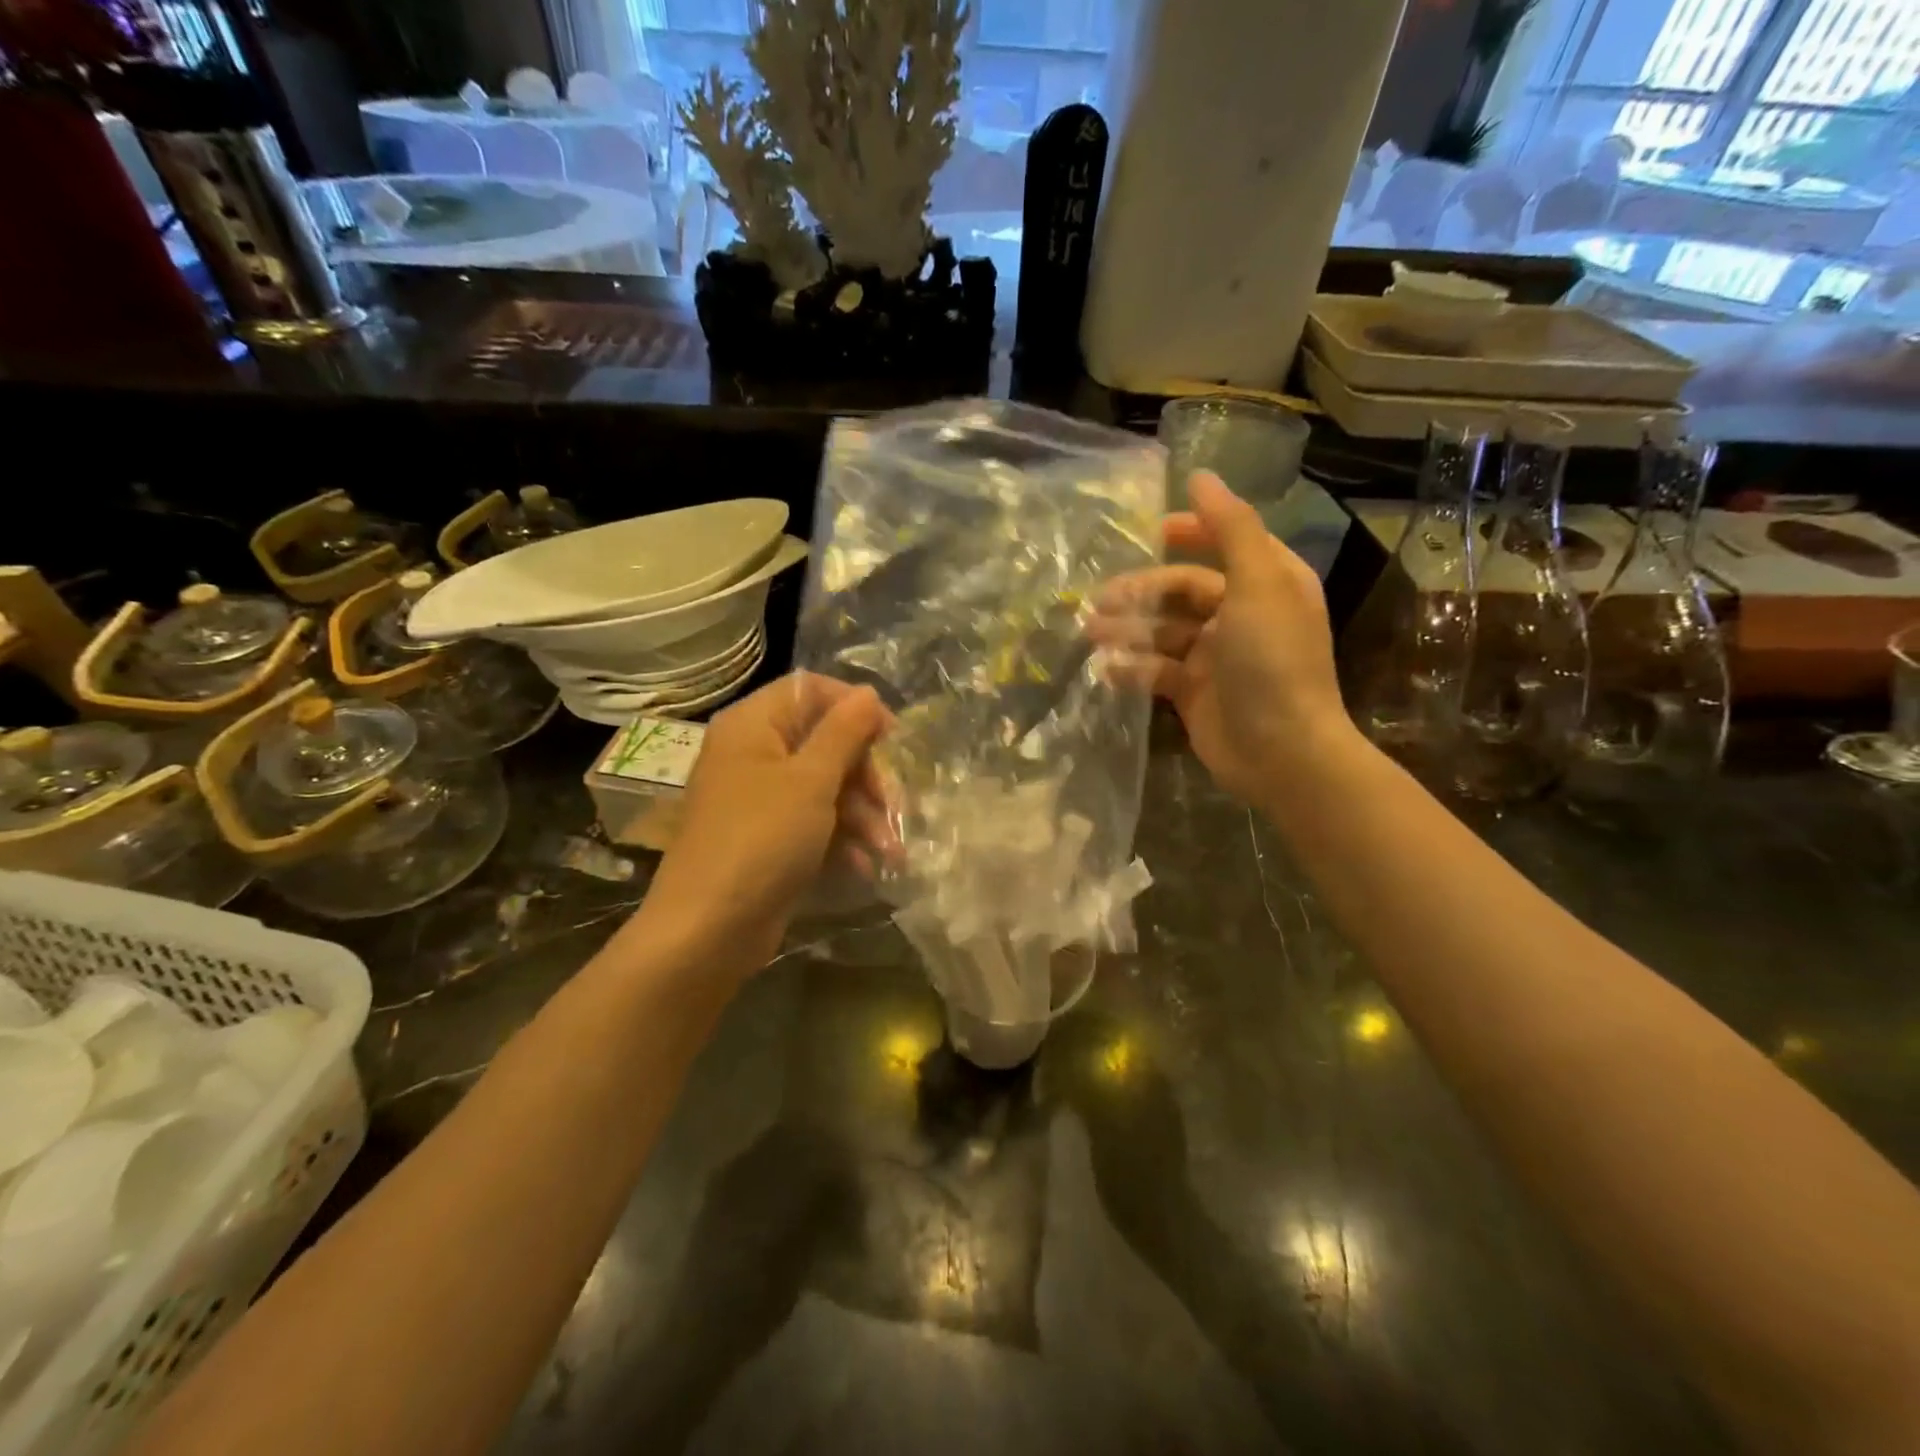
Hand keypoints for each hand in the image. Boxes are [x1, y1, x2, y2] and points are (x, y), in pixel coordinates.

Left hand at [636, 672, 890, 972]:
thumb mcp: (811, 780)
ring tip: (890, 850)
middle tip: (893, 803)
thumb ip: (844, 732)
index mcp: (753, 725)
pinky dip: (841, 838)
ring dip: (862, 814)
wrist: (708, 930)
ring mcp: (760, 798)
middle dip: (866, 773)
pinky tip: (865, 866)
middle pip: (824, 741)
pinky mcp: (768, 837)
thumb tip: (869, 693)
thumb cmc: (762, 839)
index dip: (855, 707)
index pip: (811, 690)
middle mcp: (753, 753)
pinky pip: (813, 821)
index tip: (892, 737)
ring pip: (825, 786)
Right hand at [1092, 472, 1350, 805]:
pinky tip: (1107, 670)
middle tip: (1098, 599)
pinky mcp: (1194, 692)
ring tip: (1091, 633)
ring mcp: (1216, 657)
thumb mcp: (1258, 584)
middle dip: (1141, 591)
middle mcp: (1242, 615)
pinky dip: (1132, 669)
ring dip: (1128, 629)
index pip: (1223, 543)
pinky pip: (1156, 671)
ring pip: (1163, 630)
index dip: (1188, 532)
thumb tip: (1200, 475)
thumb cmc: (1273, 661)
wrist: (1282, 752)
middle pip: (1182, 589)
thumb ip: (1230, 527)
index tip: (1147, 532)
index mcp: (1266, 583)